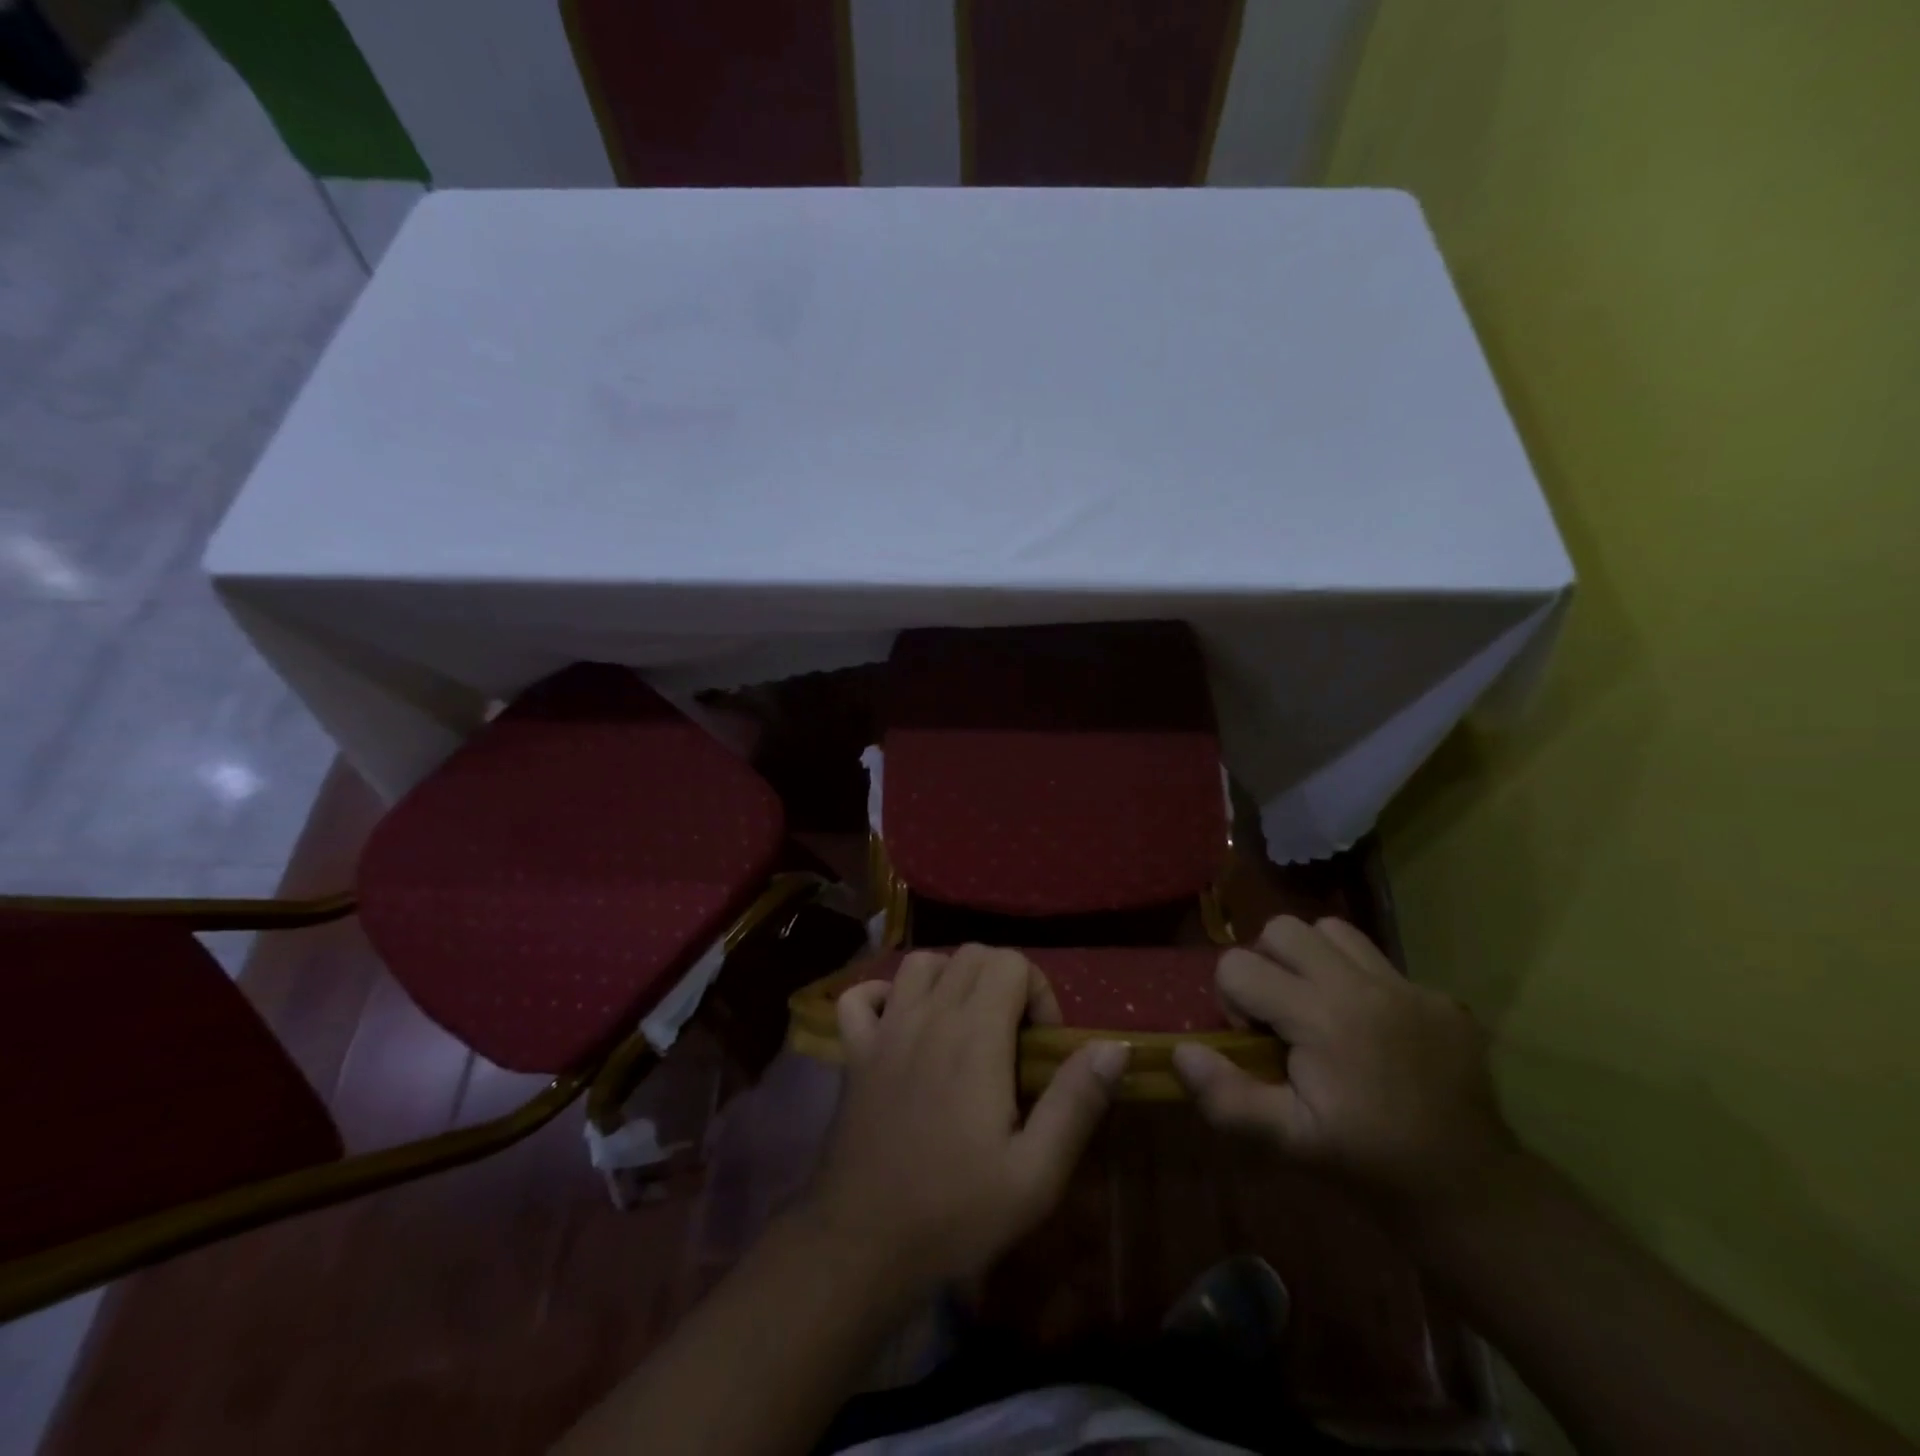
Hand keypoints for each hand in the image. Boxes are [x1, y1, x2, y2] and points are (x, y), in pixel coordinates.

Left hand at [803, 944, 1128, 1288]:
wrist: (862, 1245)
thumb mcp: (1036, 1174)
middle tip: (1012, 1038)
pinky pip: (860, 997)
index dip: (1038, 993)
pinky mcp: (854, 1053)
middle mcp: (928, 1016)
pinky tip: (900, 1024)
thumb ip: (1076, 1102)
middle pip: (971, 954)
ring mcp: (885, 1030)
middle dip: (1003, 981)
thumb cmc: (955, 1213)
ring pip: (920, 963)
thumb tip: (1114, 1045)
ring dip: (949, 979)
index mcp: (975, 1036)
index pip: (1011, 962)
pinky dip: (883, 996)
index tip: (1041, 1046)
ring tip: (965, 1025)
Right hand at [1173, 916, 1515, 1210]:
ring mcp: (1407, 987)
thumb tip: (1182, 1052)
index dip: (1231, 999)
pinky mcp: (1440, 998)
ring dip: (1311, 959)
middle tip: (1281, 1014)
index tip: (1256, 1041)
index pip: (1238, 965)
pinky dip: (1359, 980)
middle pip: (1283, 929)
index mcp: (1321, 1017)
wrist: (1471, 1193)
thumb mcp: (1288, 1143)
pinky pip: (1381, 961)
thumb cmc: (1368, 1166)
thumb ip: (1226, 1097)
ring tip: (1319, 1007)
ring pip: (1333, 931)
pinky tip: (1371, 1030)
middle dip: (1266, 963)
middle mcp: (1362, 986)